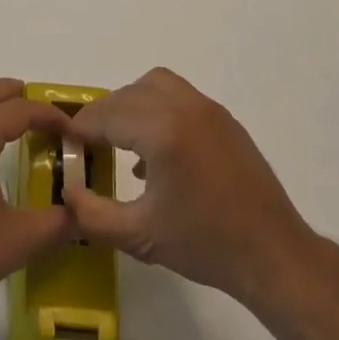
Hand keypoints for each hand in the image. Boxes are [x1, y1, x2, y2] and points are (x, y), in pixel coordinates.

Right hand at [65, 68, 317, 309]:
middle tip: (88, 144)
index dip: (81, 128)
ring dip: (130, 103)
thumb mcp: (141, 236)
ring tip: (120, 138)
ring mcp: (206, 108)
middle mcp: (183, 107)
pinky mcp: (223, 117)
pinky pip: (178, 95)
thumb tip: (68, 192)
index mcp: (162, 131)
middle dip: (103, 115)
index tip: (65, 142)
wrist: (274, 255)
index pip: (107, 116)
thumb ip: (94, 214)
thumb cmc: (206, 245)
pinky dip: (156, 106)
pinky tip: (156, 150)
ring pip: (153, 85)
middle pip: (127, 95)